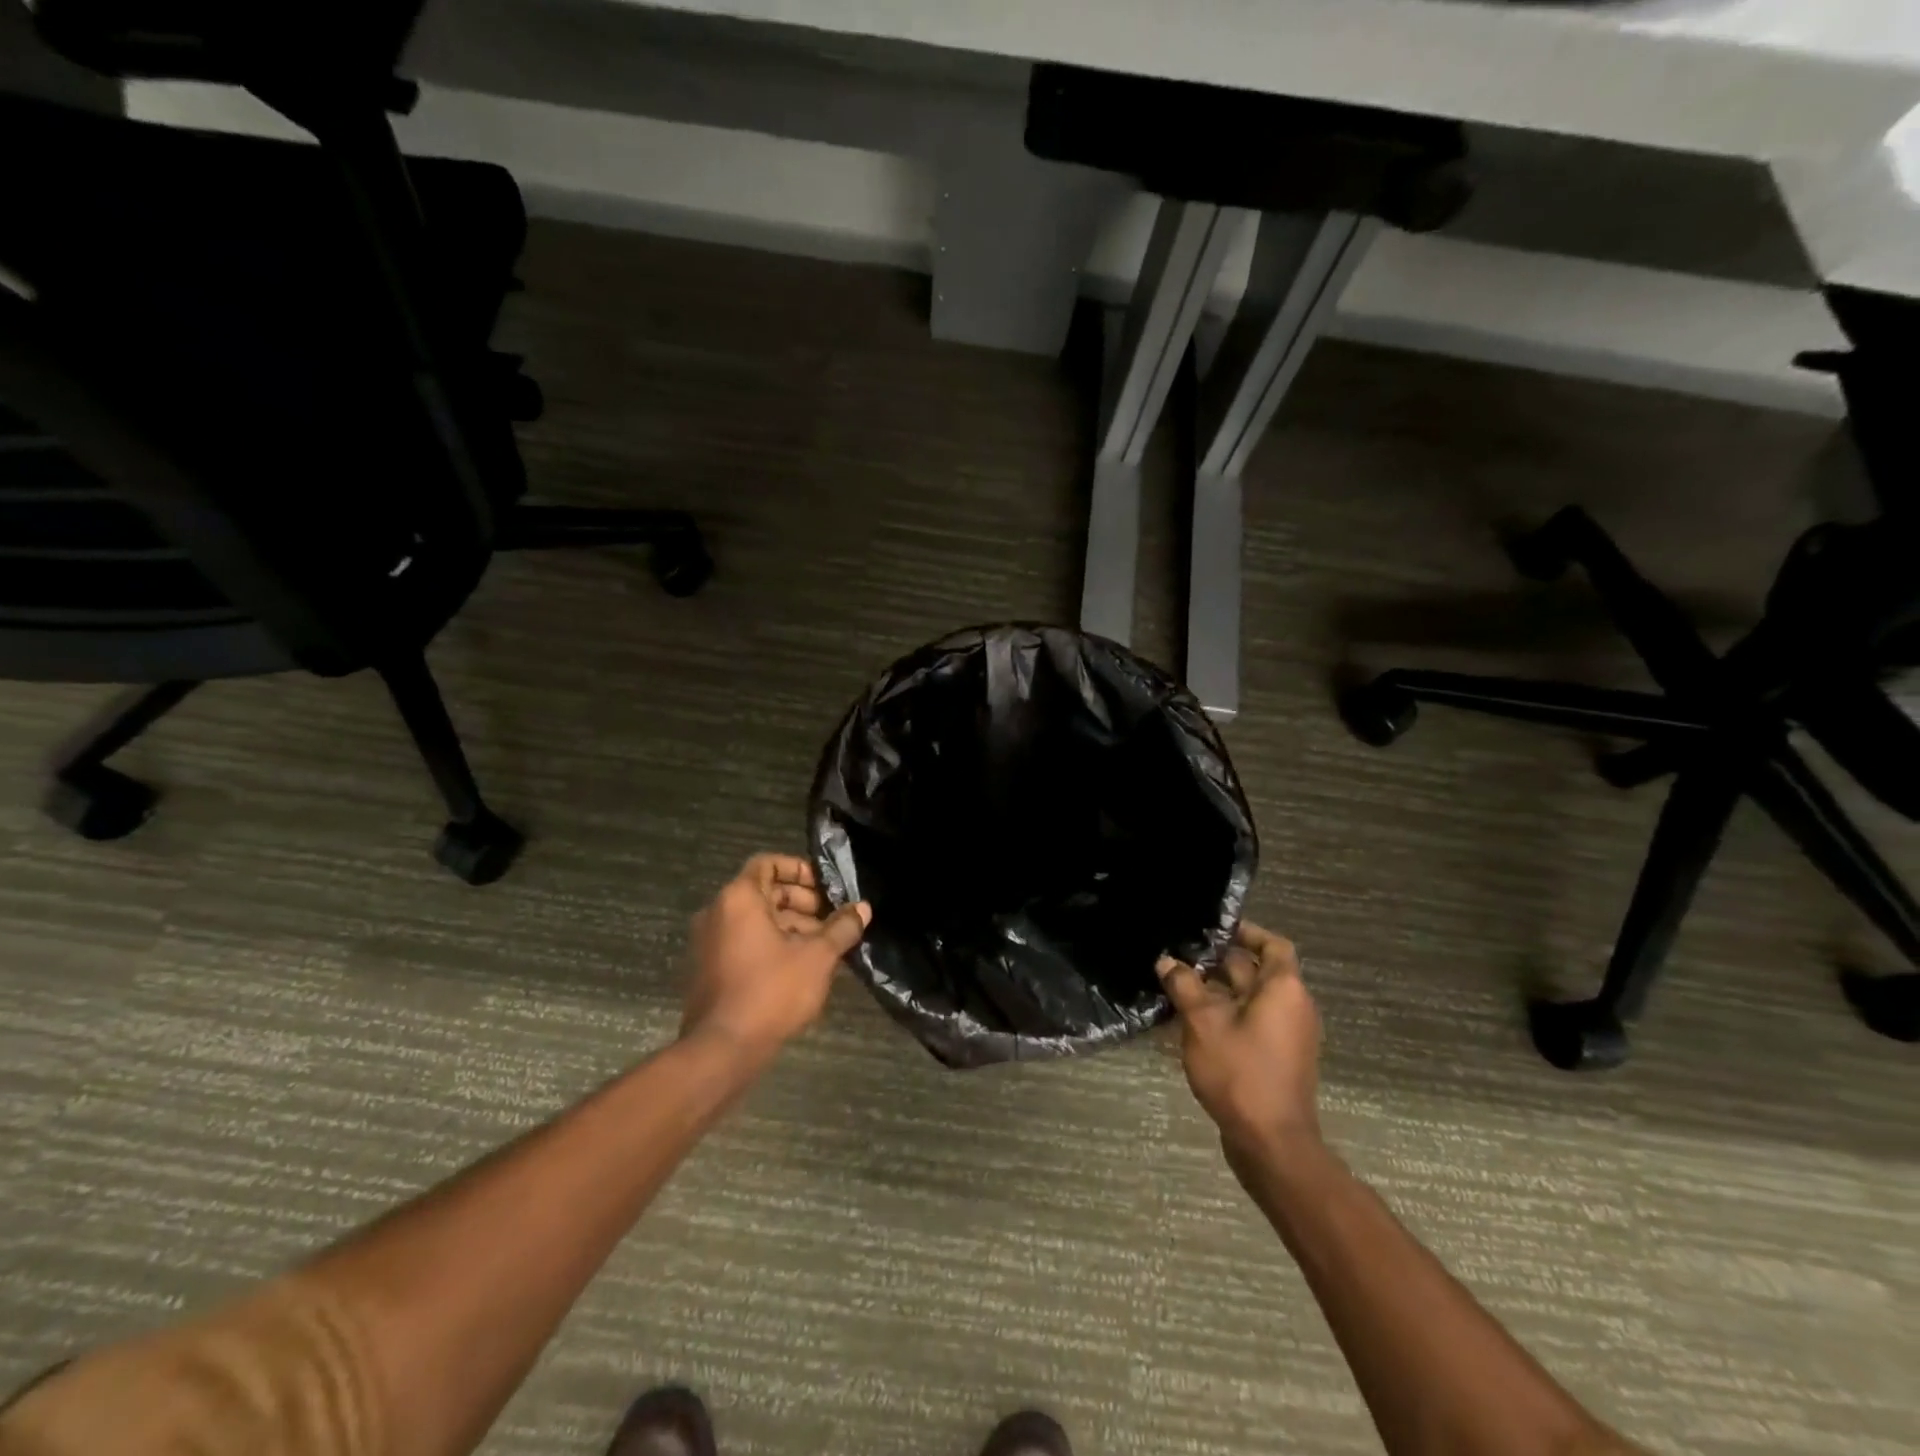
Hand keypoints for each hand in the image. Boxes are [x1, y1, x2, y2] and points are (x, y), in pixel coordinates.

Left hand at [682, 854, 870, 1060]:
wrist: (722, 1050)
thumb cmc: (771, 991)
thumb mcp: (817, 957)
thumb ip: (841, 928)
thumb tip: (863, 908)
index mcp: (738, 899)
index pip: (767, 863)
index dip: (799, 869)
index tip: (826, 887)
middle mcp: (717, 913)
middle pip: (764, 892)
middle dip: (802, 902)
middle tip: (832, 920)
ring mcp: (709, 943)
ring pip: (756, 921)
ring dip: (791, 926)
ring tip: (824, 947)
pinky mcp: (709, 970)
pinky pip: (744, 943)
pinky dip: (772, 945)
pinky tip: (802, 968)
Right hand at [1157, 921, 1322, 1156]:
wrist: (1271, 1142)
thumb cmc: (1240, 1072)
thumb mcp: (1202, 1023)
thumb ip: (1184, 987)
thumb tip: (1167, 961)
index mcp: (1284, 989)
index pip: (1272, 945)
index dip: (1245, 932)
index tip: (1213, 929)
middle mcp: (1293, 1006)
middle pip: (1258, 970)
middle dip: (1220, 961)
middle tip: (1182, 954)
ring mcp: (1288, 1034)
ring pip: (1252, 998)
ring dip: (1219, 989)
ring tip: (1180, 984)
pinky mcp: (1278, 1057)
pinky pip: (1252, 1021)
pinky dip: (1227, 1014)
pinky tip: (1192, 1019)